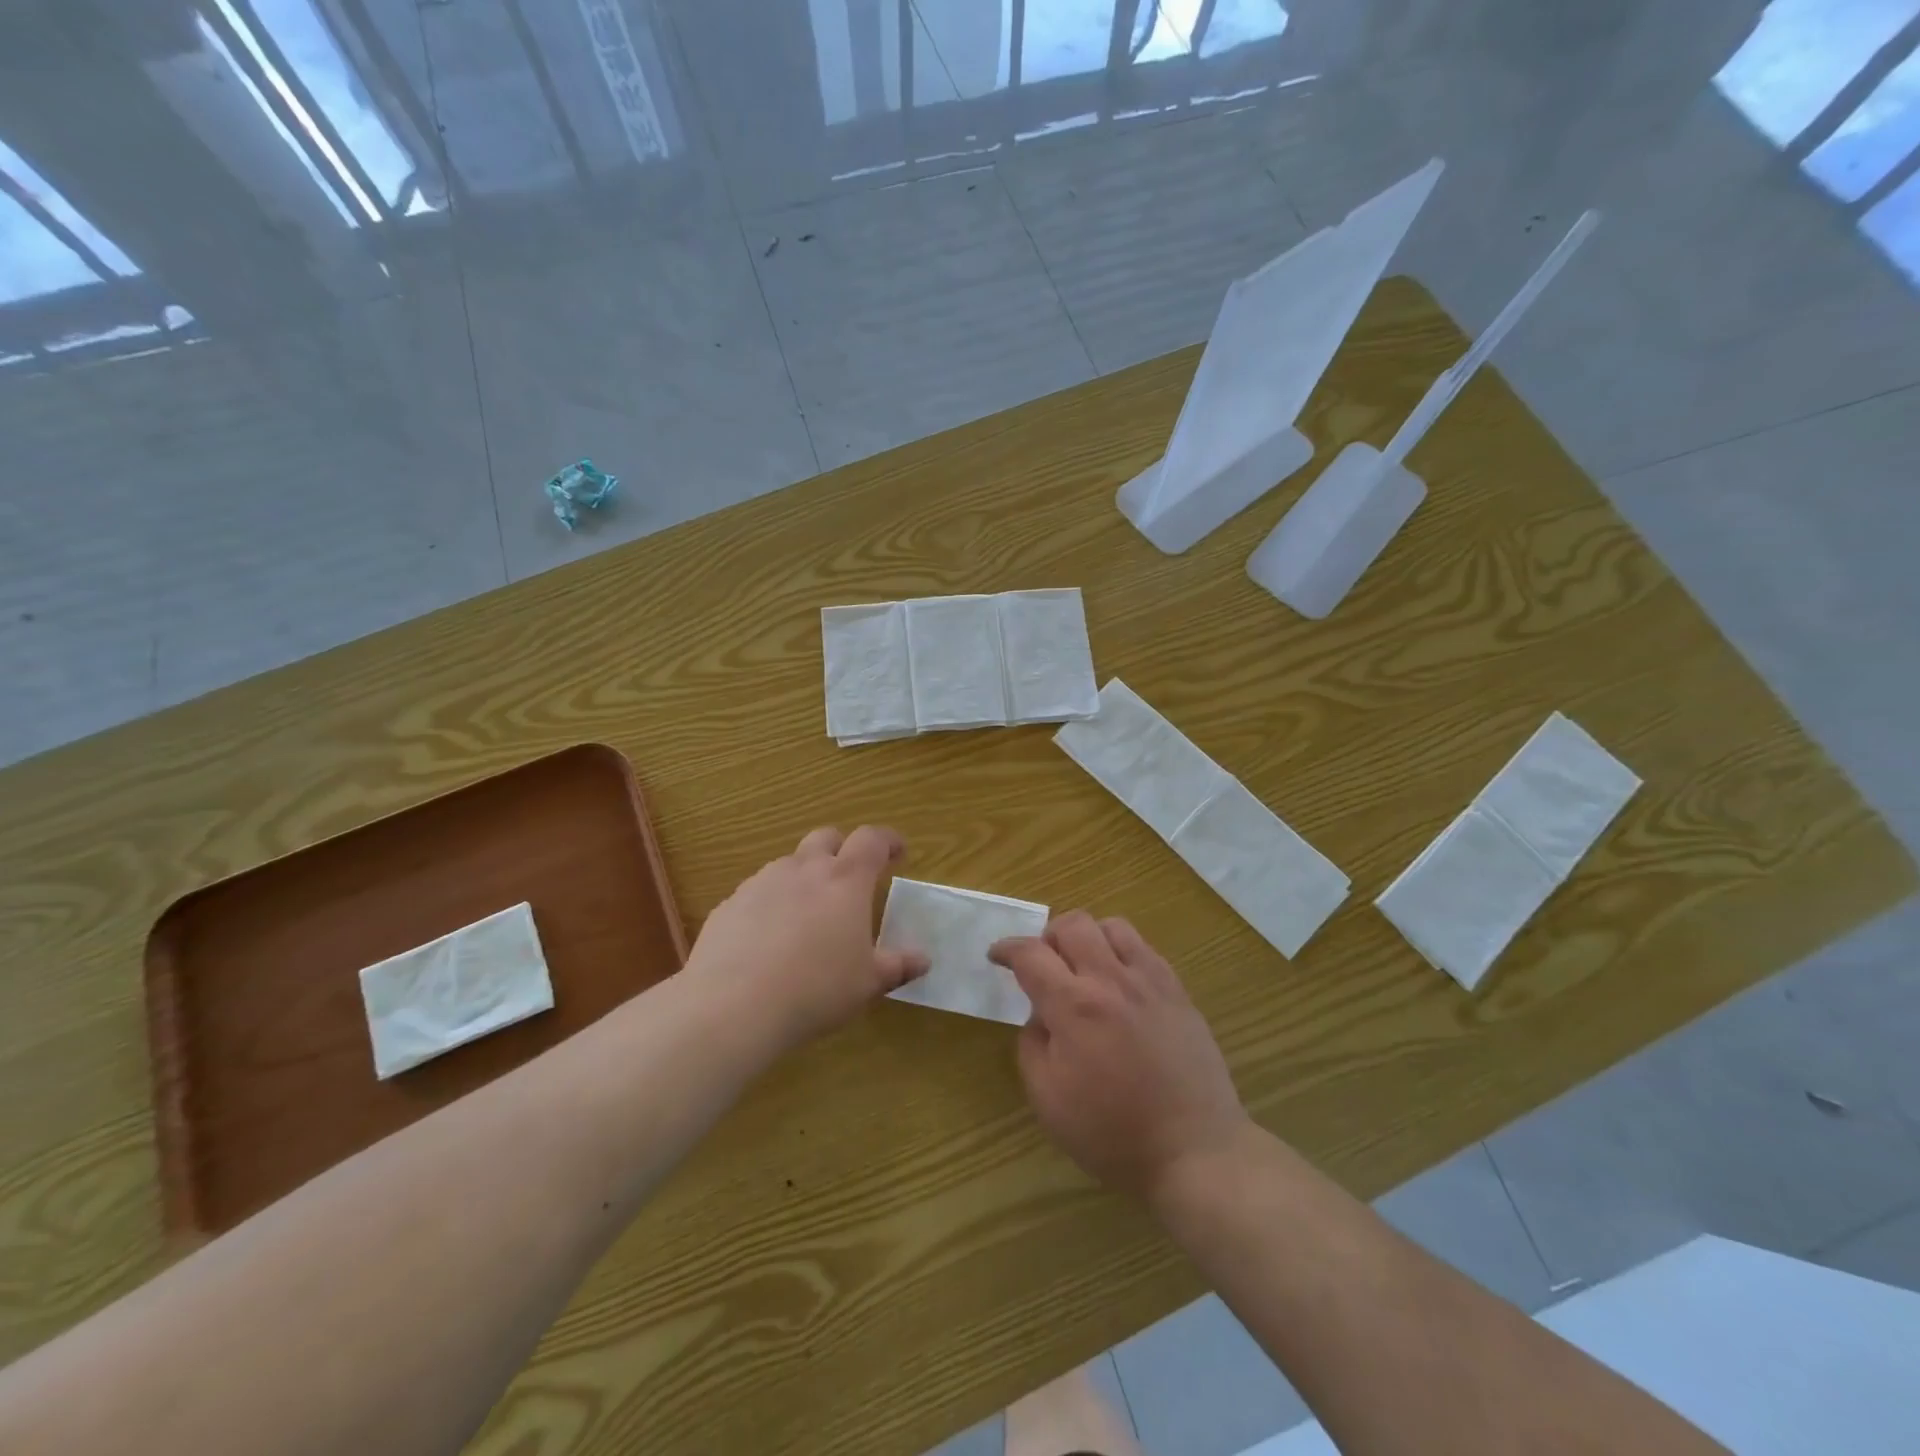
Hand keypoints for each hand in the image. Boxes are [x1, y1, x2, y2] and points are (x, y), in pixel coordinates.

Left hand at [685, 825, 927, 1048]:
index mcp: (845, 880)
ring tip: (808, 914)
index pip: (872, 840)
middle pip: (826, 837)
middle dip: (842, 848)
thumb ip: (896, 966)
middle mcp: (804, 869)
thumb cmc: (815, 989)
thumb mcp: (866, 983)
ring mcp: (762, 882)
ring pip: (789, 863)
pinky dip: (771, 903)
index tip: (898, 852)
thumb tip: (922, 960)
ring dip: (804, 876)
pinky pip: (758, 892)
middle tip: (850, 878)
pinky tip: (768, 939)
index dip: (888, 840)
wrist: (733, 1005)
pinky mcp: (730, 903)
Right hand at [991, 912, 1250, 1201]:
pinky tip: (1120, 983)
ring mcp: (1149, 981)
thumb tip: (1040, 1015)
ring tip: (1084, 968)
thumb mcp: (1048, 1100)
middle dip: (1048, 937)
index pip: (1030, 954)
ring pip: (1112, 926)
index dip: (1007, 949)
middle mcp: (1111, 980)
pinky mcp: (1177, 991)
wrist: (1194, 1150)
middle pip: (1072, 924)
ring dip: (1088, 937)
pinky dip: (1121, 952)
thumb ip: (1032, 1045)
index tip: (996, 955)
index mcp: (1074, 1006)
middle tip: (1043, 965)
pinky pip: (1144, 948)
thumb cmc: (1112, 1133)